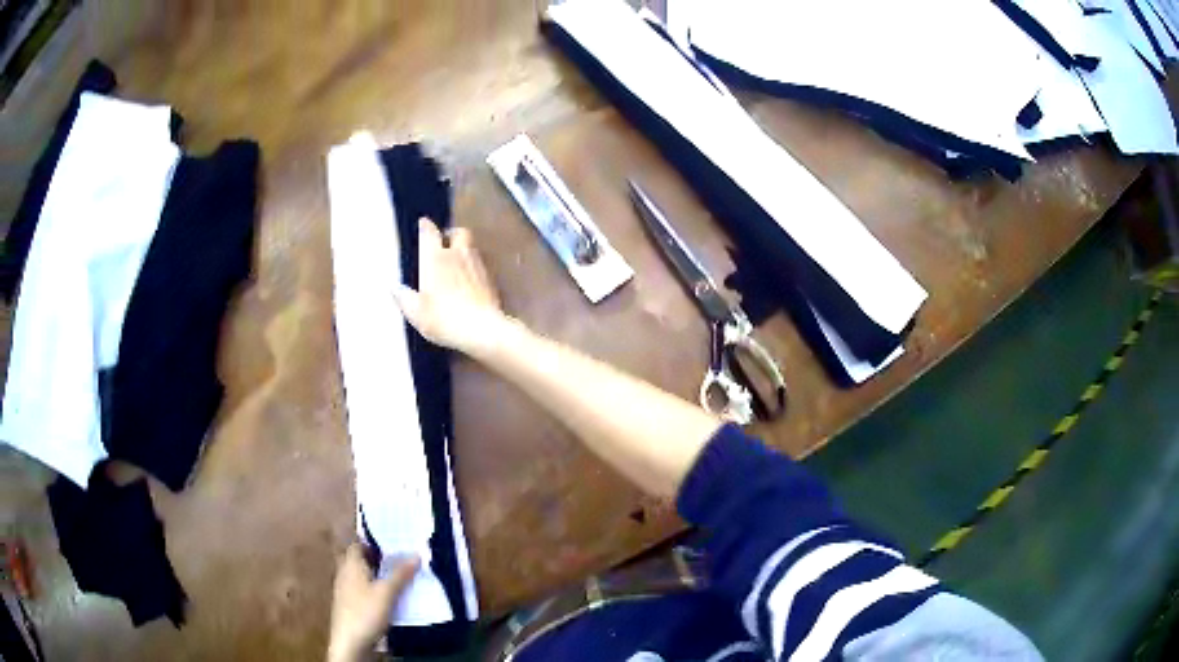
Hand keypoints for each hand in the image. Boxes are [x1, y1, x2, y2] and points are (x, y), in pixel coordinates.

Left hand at [327, 544, 418, 661]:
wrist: (350, 643)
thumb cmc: (365, 612)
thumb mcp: (387, 593)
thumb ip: (400, 574)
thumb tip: (416, 554)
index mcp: (350, 565)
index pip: (358, 544)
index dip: (374, 542)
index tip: (393, 542)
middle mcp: (345, 574)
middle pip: (361, 561)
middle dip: (379, 560)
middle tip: (401, 560)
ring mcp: (346, 591)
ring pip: (364, 577)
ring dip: (379, 576)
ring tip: (401, 577)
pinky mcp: (351, 606)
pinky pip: (365, 591)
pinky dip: (376, 590)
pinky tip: (391, 598)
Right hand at [395, 217, 508, 354]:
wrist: (481, 329)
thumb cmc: (444, 318)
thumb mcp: (416, 312)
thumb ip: (404, 298)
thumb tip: (394, 288)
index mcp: (435, 258)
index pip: (430, 232)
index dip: (426, 226)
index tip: (423, 223)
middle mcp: (457, 255)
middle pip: (458, 232)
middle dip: (451, 234)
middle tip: (444, 242)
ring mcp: (477, 265)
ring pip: (471, 247)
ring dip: (463, 249)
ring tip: (455, 261)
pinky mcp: (491, 279)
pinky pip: (481, 264)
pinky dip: (474, 266)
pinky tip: (469, 280)